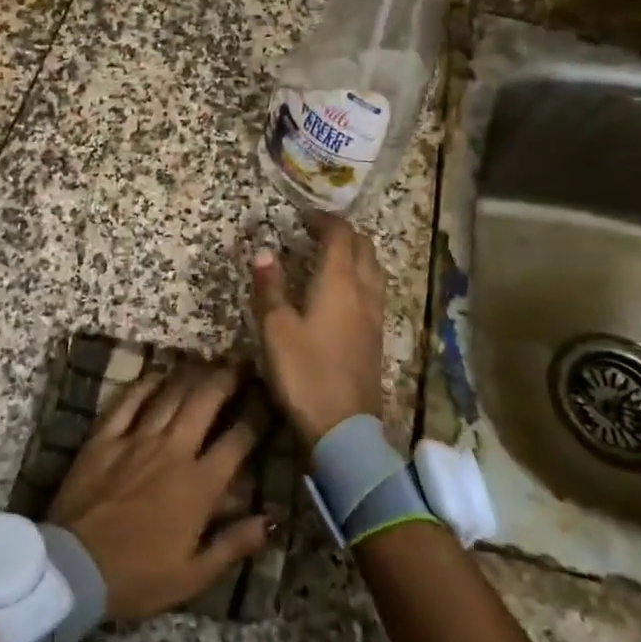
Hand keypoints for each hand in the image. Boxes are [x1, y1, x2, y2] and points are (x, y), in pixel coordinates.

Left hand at [47, 363, 270, 622]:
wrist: (73, 569)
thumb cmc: (138, 577)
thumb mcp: (194, 575)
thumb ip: (235, 543)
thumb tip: (273, 517)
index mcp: (199, 486)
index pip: (238, 440)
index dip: (258, 416)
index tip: (269, 398)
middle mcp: (172, 451)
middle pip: (205, 402)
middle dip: (226, 379)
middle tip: (240, 364)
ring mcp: (135, 440)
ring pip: (170, 395)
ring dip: (191, 375)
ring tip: (207, 361)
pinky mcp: (104, 438)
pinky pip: (128, 402)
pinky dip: (145, 385)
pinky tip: (157, 374)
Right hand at [251, 214, 386, 447]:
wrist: (343, 426)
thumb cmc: (305, 372)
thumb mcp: (276, 329)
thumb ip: (270, 288)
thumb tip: (264, 251)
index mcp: (339, 283)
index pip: (341, 236)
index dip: (325, 220)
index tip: (305, 215)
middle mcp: (363, 292)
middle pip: (364, 248)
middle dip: (344, 234)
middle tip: (317, 232)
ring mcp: (374, 316)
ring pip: (374, 270)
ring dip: (356, 255)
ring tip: (331, 257)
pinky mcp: (376, 337)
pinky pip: (373, 292)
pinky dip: (359, 278)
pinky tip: (342, 294)